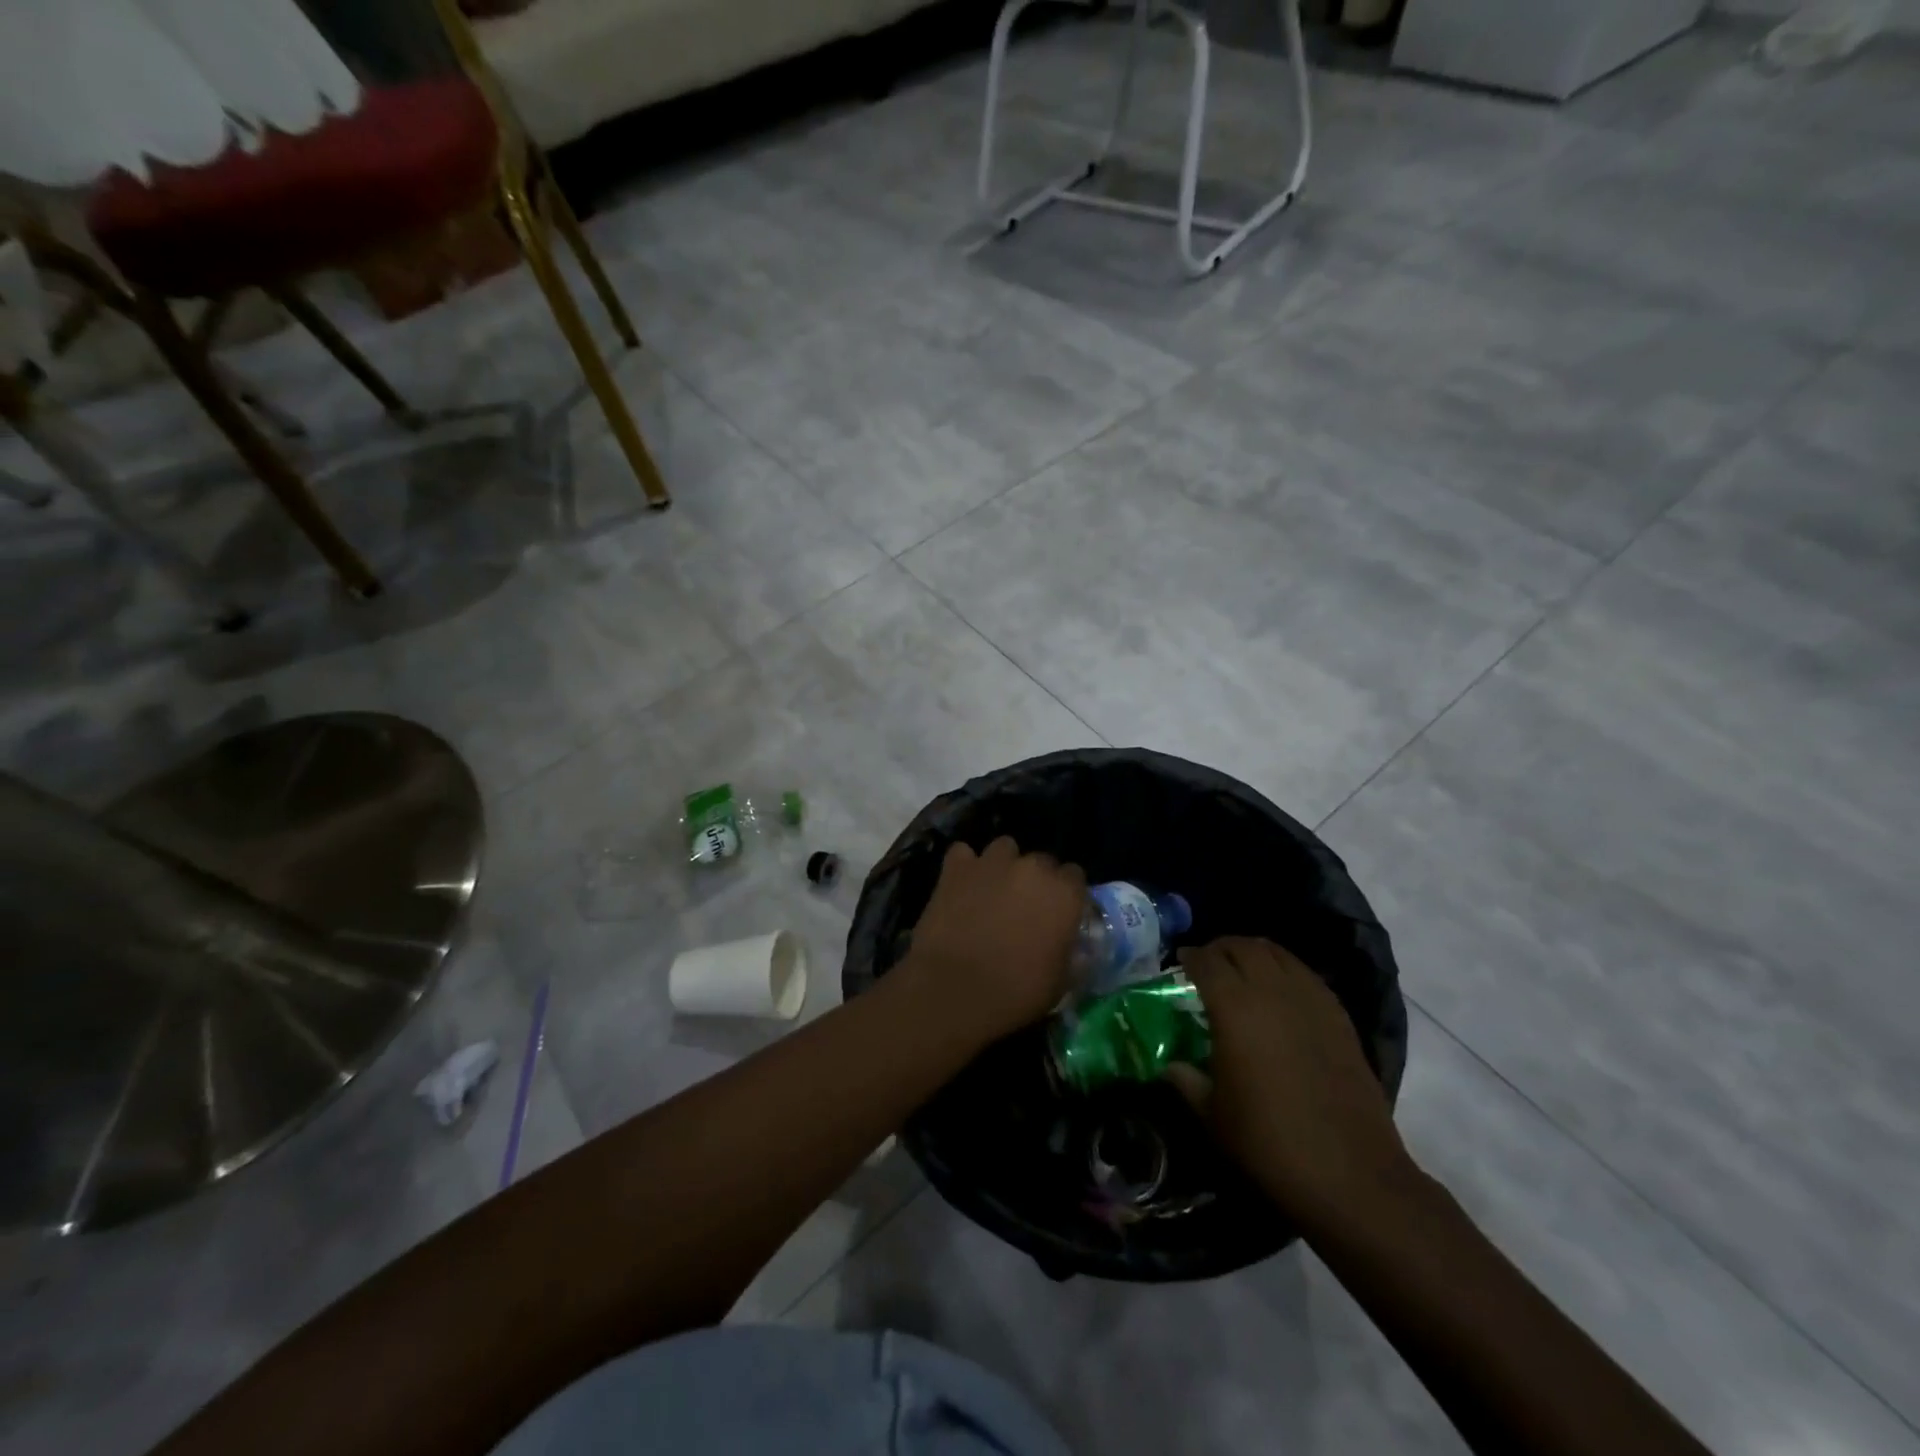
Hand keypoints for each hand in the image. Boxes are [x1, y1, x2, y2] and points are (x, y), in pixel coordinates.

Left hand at [900, 836, 1085, 1043]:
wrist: (955, 989)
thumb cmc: (1016, 992)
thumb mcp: (1061, 981)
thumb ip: (1070, 951)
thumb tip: (1068, 944)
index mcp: (1064, 893)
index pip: (1075, 876)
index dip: (1067, 895)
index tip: (1058, 914)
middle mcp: (1032, 868)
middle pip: (1042, 861)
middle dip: (1037, 880)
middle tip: (1024, 908)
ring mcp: (992, 862)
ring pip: (1004, 848)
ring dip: (1003, 866)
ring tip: (992, 891)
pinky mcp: (956, 868)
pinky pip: (963, 854)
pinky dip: (964, 866)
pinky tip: (961, 886)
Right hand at [1169, 937, 1414, 1227]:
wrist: (1350, 1174)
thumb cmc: (1269, 1143)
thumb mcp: (1213, 1116)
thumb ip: (1186, 1081)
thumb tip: (1169, 1066)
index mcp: (1234, 1008)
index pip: (1207, 961)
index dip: (1190, 956)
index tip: (1180, 961)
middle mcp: (1272, 991)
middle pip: (1244, 947)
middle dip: (1221, 948)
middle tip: (1208, 962)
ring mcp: (1311, 1001)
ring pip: (1278, 954)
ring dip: (1255, 953)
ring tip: (1243, 969)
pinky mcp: (1340, 1018)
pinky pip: (1306, 975)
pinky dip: (1286, 971)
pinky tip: (1281, 992)